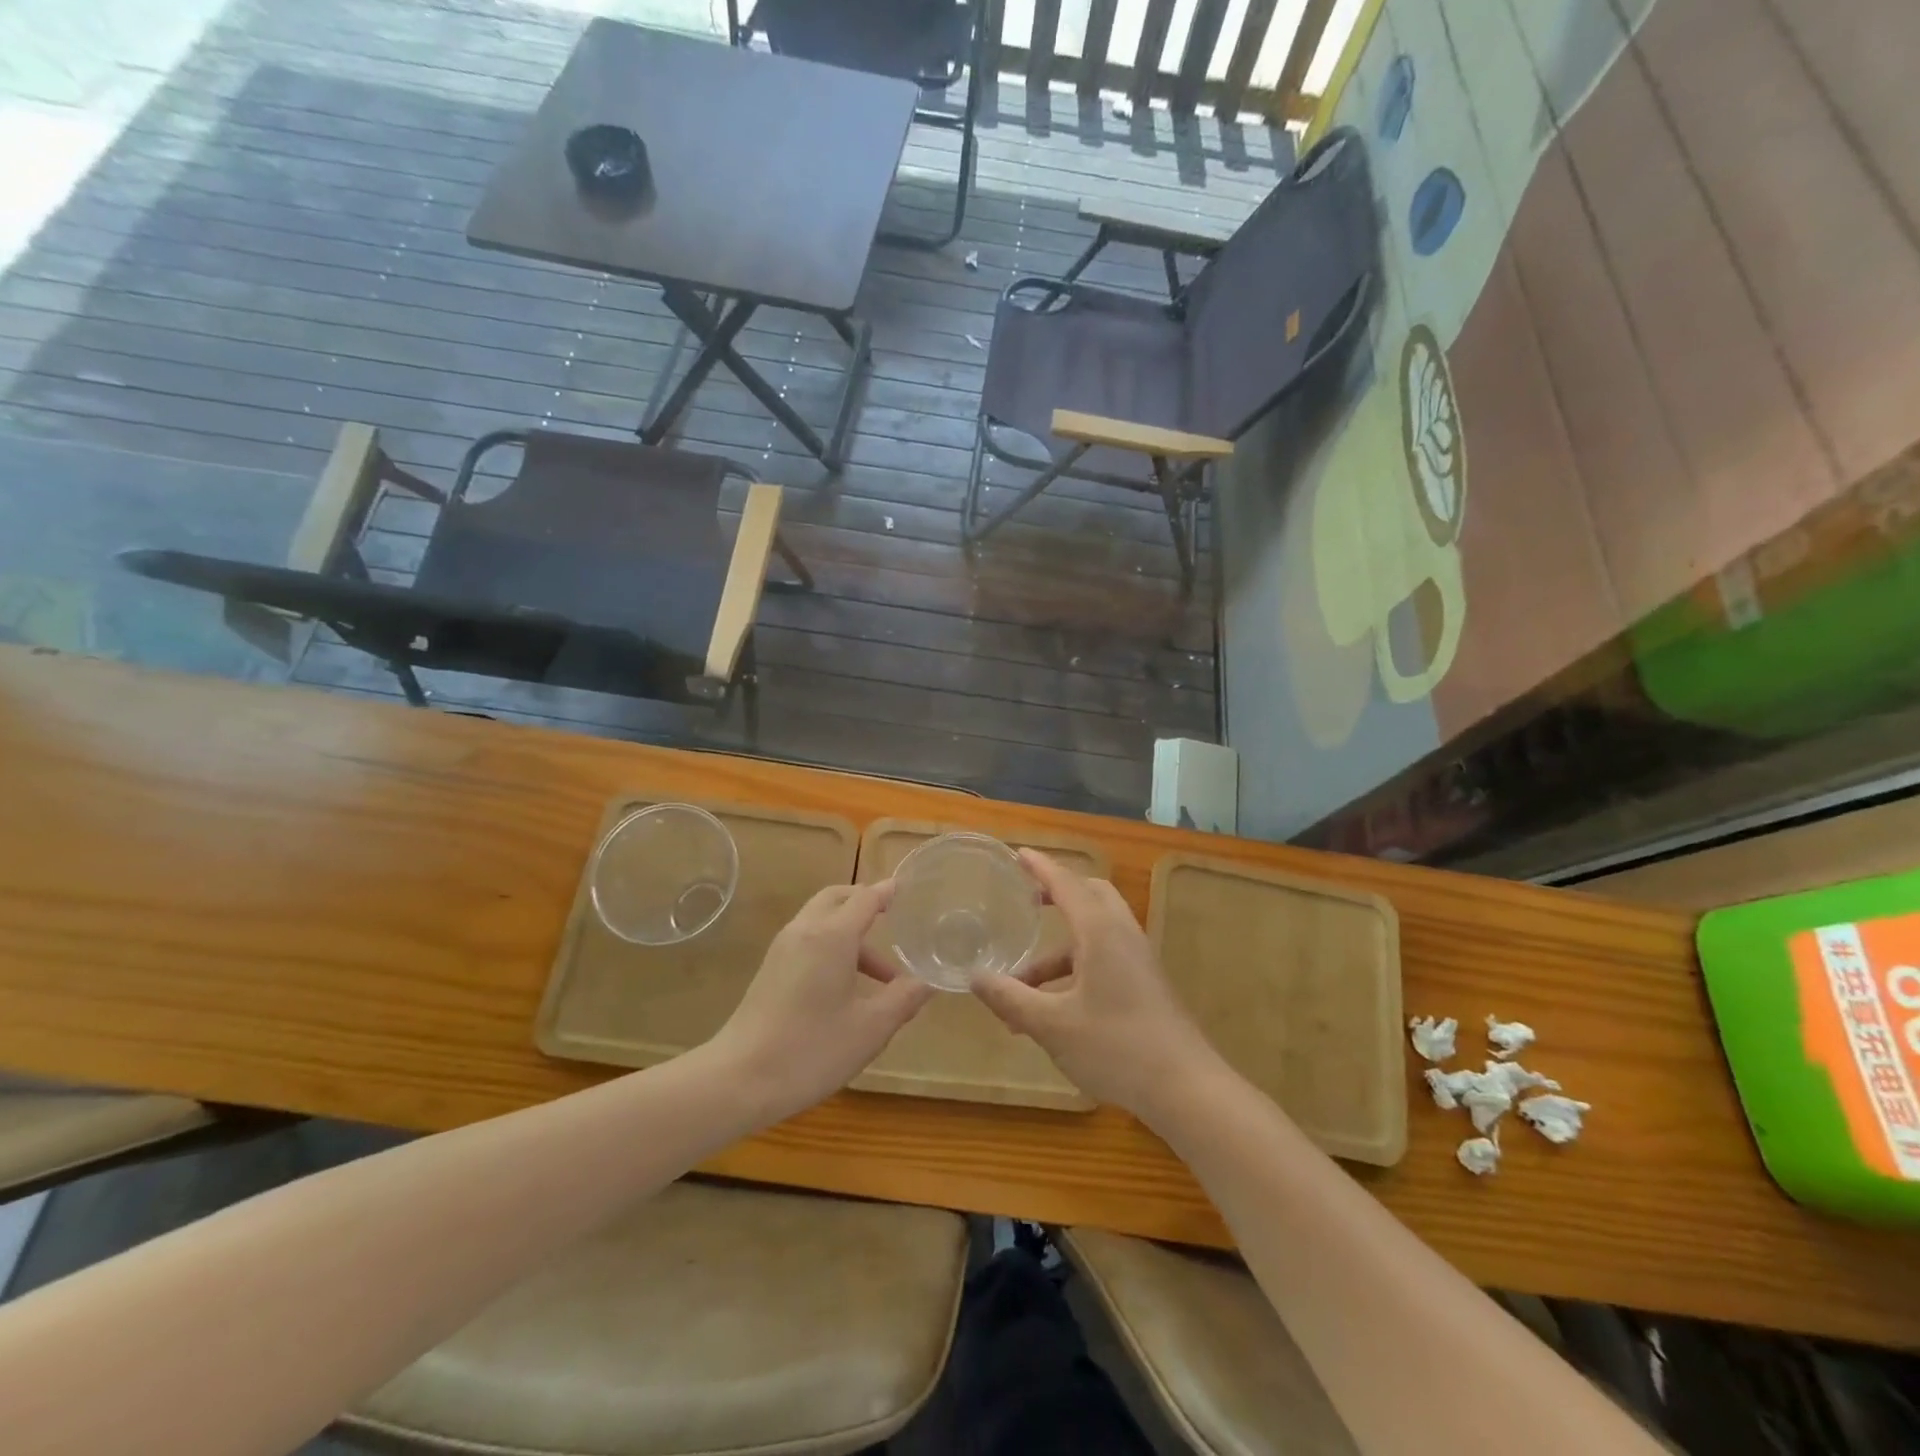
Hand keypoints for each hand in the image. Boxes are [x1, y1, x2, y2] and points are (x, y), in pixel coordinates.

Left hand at [708, 881, 933, 1124]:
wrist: (738, 1079)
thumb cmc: (811, 1049)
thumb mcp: (871, 1028)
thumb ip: (903, 999)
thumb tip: (928, 981)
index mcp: (832, 936)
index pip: (866, 898)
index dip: (889, 892)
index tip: (910, 889)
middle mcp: (805, 930)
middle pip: (838, 898)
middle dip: (866, 903)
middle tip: (894, 920)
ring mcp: (782, 949)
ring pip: (821, 920)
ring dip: (852, 934)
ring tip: (882, 977)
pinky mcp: (770, 970)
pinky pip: (808, 940)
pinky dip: (833, 947)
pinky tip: (848, 989)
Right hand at [969, 850, 1218, 1120]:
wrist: (1186, 1089)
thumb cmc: (1116, 1047)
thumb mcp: (1052, 1025)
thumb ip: (1011, 998)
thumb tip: (974, 977)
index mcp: (1100, 931)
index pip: (1066, 884)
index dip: (1040, 868)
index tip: (1019, 854)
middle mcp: (1122, 935)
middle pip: (1091, 896)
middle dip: (1057, 895)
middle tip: (1027, 902)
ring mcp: (1138, 960)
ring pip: (1095, 935)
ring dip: (1058, 951)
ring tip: (1020, 985)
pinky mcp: (1145, 985)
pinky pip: (1105, 959)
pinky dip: (1075, 970)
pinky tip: (1051, 1011)